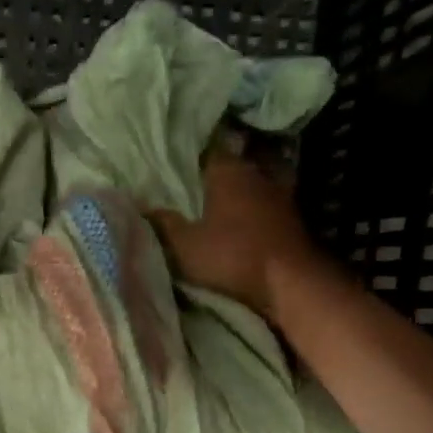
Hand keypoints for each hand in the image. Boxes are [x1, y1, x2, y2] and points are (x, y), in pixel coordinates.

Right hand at [147, 153, 319, 316]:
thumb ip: (162, 223)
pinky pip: (265, 206)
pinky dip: (253, 212)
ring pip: (250, 186)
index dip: (190, 156)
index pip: (207, 150)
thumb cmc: (232, 256)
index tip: (175, 163)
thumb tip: (140, 205)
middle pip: (231, 167)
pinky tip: (242, 223)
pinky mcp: (293, 218)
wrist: (291, 282)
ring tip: (216, 205)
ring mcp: (279, 195)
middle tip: (192, 185)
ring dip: (236, 195)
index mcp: (227, 171)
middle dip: (213, 176)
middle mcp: (256, 174)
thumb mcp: (184, 245)